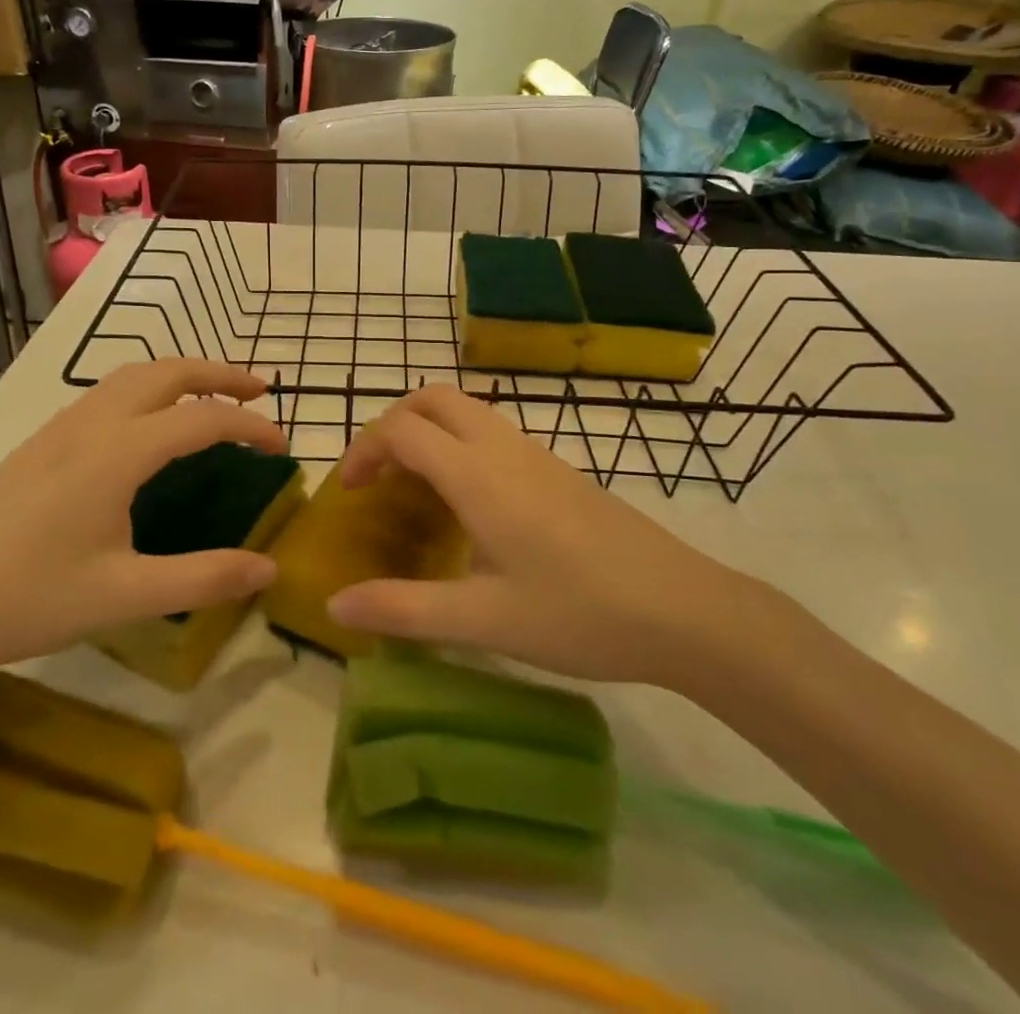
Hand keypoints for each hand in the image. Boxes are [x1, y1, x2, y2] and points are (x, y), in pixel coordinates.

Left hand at [0, 360, 286, 688]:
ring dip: (181, 376)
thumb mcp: (124, 596)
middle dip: (220, 373)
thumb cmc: (25, 599)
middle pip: (167, 371)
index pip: (204, 418)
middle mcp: (91, 423)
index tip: (284, 447)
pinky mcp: (37, 444)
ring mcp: (58, 429)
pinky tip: (147, 427)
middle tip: (260, 391)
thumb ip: (203, 578)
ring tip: (211, 399)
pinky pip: (106, 393)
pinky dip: (147, 390)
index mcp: (119, 451)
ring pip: (131, 375)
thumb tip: (270, 569)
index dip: (252, 425)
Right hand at [326, 385, 752, 687]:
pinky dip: (459, 444)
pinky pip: (492, 432)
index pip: (403, 430)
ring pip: (467, 410)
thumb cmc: (579, 613)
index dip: (364, 450)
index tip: (349, 493)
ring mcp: (536, 454)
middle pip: (433, 398)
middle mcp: (503, 448)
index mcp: (478, 475)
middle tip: (377, 476)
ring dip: (428, 430)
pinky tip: (468, 504)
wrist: (683, 609)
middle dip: (393, 424)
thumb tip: (336, 605)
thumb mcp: (483, 621)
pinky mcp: (559, 470)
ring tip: (414, 488)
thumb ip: (403, 609)